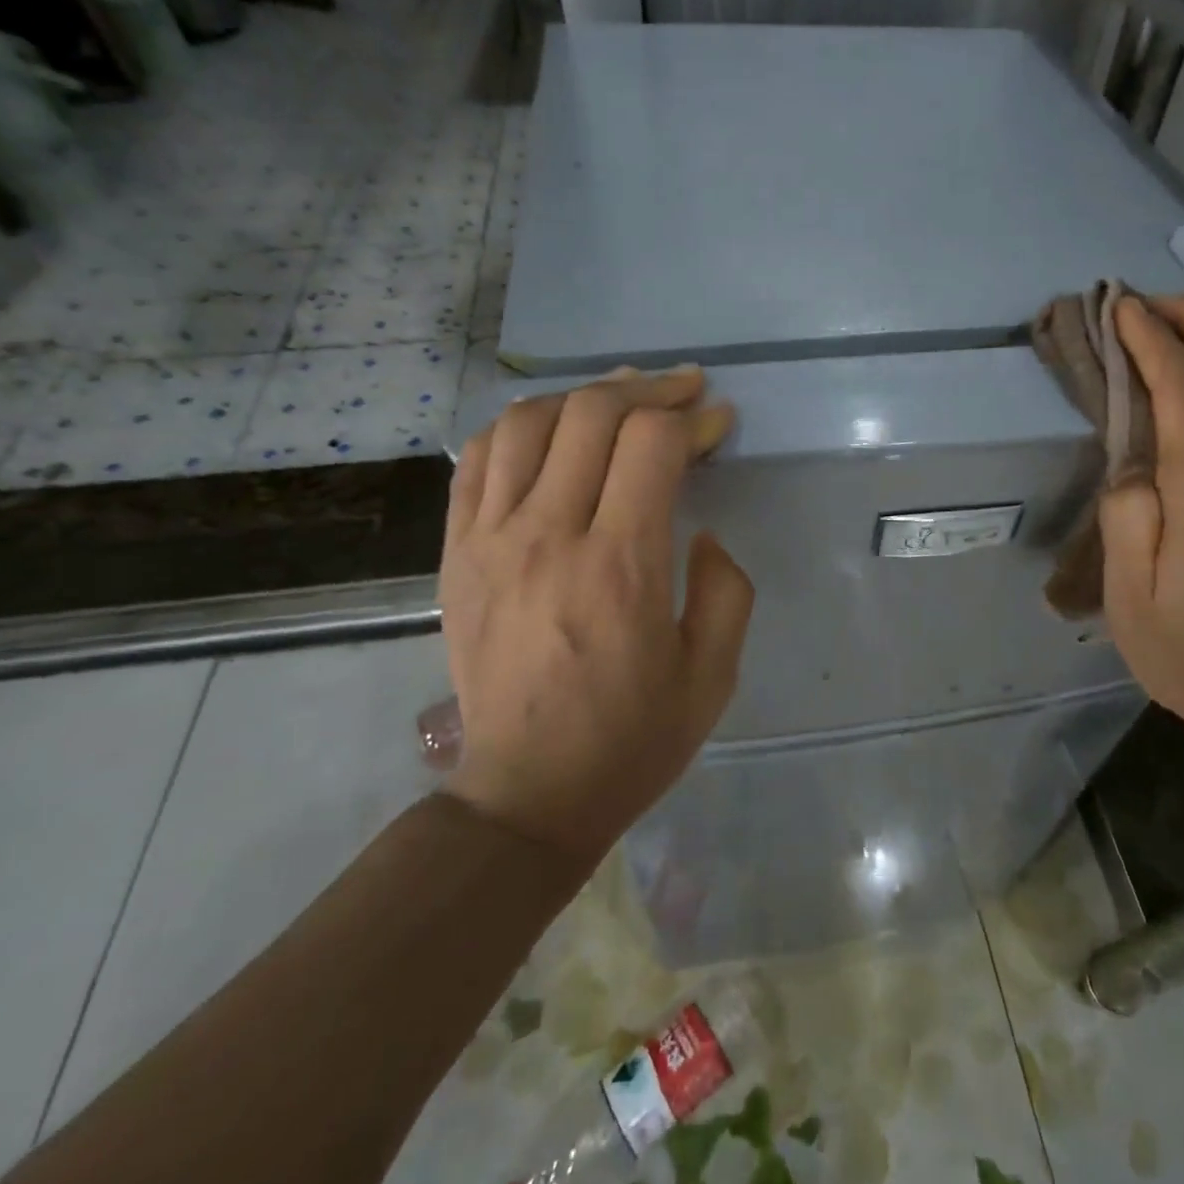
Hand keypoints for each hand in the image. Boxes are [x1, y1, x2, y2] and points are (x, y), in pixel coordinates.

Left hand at [438, 367, 753, 861]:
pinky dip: (518, 426)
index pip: (652, 445)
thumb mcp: (712, 675)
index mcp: (620, 567)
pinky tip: (551, 428)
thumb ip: (727, 589)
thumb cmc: (631, 739)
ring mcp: (490, 541)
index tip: (719, 422)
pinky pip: (476, 460)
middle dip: (648, 389)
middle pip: (591, 415)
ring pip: (527, 422)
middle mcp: (548, 537)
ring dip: (582, 396)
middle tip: (683, 390)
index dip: (694, 419)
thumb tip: (701, 532)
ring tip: (621, 397)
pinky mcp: (456, 554)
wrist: (528, 794)